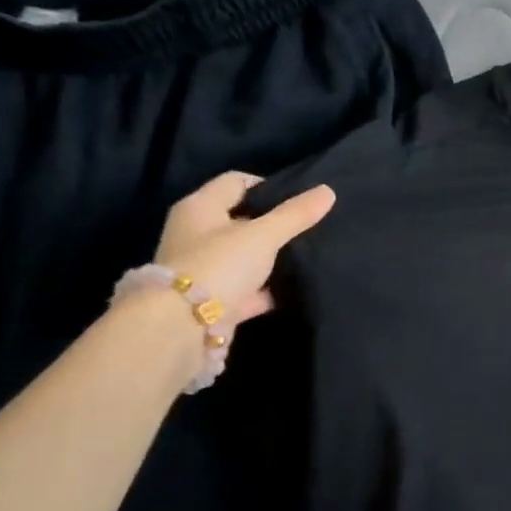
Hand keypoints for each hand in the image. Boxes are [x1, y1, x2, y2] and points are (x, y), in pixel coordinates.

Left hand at [152, 172, 336, 337]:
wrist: (183, 328)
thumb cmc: (219, 265)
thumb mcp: (264, 235)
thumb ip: (295, 214)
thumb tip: (328, 190)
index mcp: (199, 208)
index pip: (236, 182)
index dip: (268, 186)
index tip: (299, 200)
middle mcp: (194, 234)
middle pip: (240, 219)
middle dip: (272, 223)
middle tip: (307, 226)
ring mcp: (202, 269)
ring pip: (244, 255)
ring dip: (269, 256)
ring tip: (305, 255)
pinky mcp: (212, 299)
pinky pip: (246, 287)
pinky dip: (266, 288)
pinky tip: (293, 288)